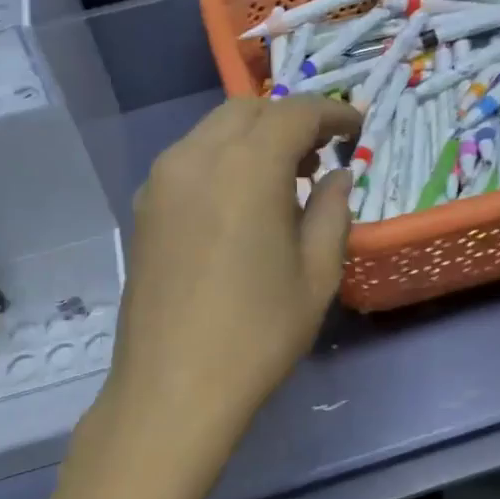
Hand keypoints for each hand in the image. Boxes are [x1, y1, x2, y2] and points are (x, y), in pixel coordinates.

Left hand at [93, 94, 361, 496]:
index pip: (295, 112)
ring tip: (284, 179)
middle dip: (289, 120)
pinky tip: (240, 201)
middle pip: (248, 110)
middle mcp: (195, 157)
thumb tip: (337, 178)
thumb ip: (332, 212)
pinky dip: (222, 159)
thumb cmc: (257, 334)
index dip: (332, 113)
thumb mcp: (316, 275)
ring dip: (253, 137)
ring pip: (214, 130)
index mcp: (246, 167)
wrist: (172, 388)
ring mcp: (161, 180)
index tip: (356, 128)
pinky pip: (189, 159)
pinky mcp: (143, 206)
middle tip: (320, 155)